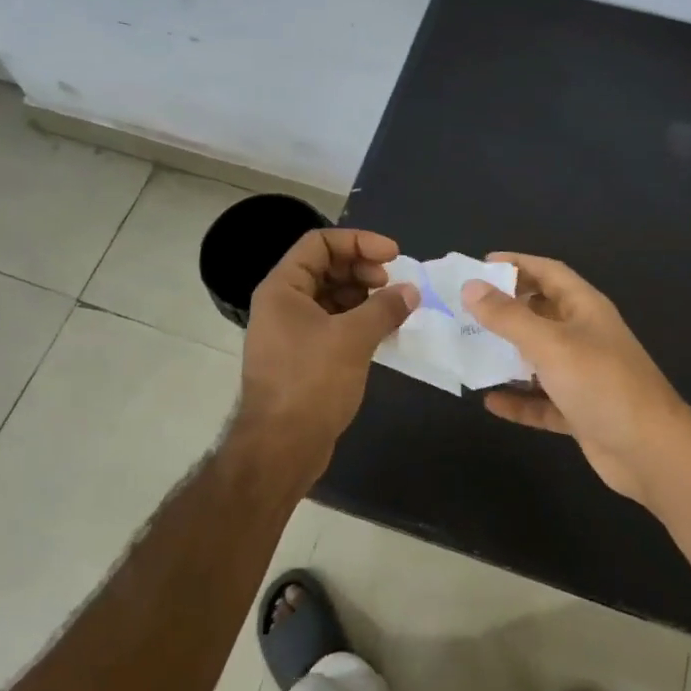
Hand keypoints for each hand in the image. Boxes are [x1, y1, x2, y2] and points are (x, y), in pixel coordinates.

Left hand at [236, 229, 417, 466]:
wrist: (280, 448)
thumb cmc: (311, 383)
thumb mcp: (352, 339)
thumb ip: (384, 308)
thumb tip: (411, 291)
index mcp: (283, 288)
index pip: (319, 243)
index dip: (358, 241)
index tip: (393, 256)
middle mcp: (282, 304)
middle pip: (326, 268)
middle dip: (363, 269)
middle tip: (394, 284)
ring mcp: (291, 332)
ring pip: (332, 298)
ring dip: (364, 297)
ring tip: (395, 308)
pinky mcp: (303, 358)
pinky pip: (333, 325)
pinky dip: (358, 322)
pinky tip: (385, 332)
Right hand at [462, 254, 690, 511]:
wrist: (651, 452)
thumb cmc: (601, 384)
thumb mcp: (550, 344)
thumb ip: (508, 317)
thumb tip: (470, 286)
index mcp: (584, 309)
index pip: (549, 273)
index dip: (517, 264)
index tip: (479, 265)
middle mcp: (584, 336)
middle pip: (540, 313)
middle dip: (505, 309)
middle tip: (464, 309)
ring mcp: (584, 375)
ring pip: (539, 358)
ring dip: (508, 356)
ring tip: (469, 351)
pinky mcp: (580, 411)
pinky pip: (542, 400)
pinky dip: (519, 400)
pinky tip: (490, 402)